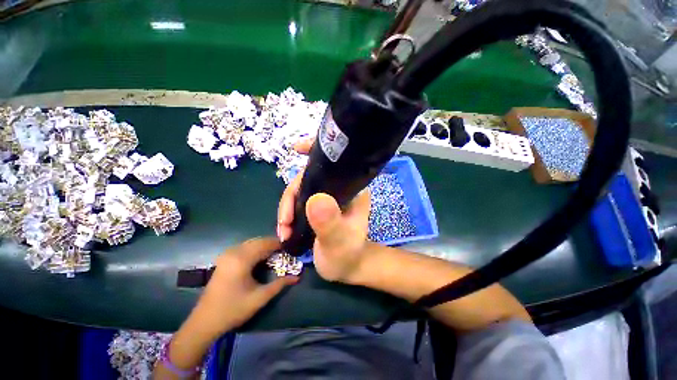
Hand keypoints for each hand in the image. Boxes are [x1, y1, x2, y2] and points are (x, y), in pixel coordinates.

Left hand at [189, 238, 297, 338]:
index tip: (290, 248)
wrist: (204, 321)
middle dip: (272, 244)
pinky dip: (255, 248)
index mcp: (242, 259)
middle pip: (258, 241)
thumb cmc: (233, 309)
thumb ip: (280, 284)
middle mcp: (234, 252)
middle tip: (284, 251)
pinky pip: (244, 247)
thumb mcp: (260, 298)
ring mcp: (227, 255)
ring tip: (275, 254)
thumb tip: (297, 277)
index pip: (265, 244)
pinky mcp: (224, 259)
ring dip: (264, 245)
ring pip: (251, 242)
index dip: (279, 245)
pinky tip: (260, 257)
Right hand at [277, 139, 370, 283]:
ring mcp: (328, 196)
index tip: (297, 148)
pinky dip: (288, 212)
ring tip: (284, 230)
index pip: (334, 164)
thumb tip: (315, 199)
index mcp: (352, 189)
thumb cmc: (347, 255)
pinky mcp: (318, 206)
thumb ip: (329, 223)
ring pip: (301, 191)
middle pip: (309, 179)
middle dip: (291, 197)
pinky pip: (299, 201)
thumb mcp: (339, 242)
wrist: (346, 268)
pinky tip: (285, 228)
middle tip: (284, 222)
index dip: (315, 152)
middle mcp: (340, 188)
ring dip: (287, 209)